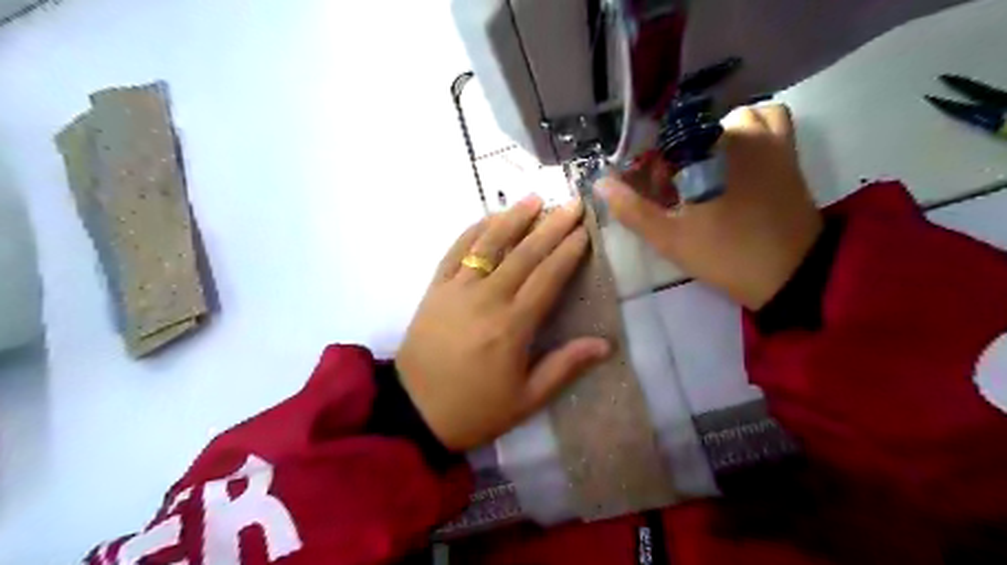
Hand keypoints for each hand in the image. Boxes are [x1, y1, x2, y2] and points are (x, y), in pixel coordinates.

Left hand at [398, 197, 608, 451]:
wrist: (414, 411)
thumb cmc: (475, 409)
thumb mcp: (526, 399)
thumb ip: (565, 366)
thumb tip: (605, 344)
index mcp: (512, 326)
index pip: (547, 278)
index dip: (568, 252)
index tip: (585, 231)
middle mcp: (486, 299)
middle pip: (524, 254)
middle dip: (551, 226)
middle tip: (572, 203)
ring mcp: (456, 289)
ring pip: (489, 244)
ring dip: (513, 218)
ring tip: (535, 198)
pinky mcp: (435, 289)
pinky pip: (456, 251)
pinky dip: (473, 230)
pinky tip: (490, 218)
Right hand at [596, 104, 815, 311]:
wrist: (790, 273)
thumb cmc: (724, 254)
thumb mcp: (668, 238)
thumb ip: (632, 209)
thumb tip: (600, 183)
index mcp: (703, 153)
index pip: (661, 143)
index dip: (650, 168)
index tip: (654, 195)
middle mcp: (735, 134)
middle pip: (690, 133)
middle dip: (676, 160)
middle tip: (676, 196)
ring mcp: (766, 138)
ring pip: (725, 123)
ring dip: (710, 142)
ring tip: (707, 174)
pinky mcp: (787, 150)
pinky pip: (768, 118)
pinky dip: (751, 128)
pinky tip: (740, 155)